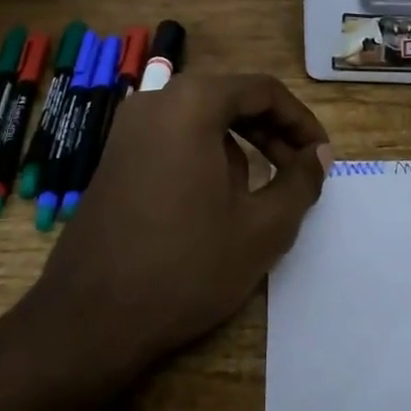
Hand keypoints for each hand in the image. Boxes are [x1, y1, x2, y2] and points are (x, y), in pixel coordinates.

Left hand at [33, 74, 332, 364]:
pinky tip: (215, 203)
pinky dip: (205, 154)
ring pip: (202, 118)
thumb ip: (301, 183)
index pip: (264, 90)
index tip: (321, 156)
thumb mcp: (262, 228)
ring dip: (240, 144)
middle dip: (272, 131)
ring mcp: (129, 128)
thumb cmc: (185, 265)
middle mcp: (157, 100)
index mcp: (192, 102)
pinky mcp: (115, 156)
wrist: (88, 320)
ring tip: (259, 194)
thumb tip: (319, 155)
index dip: (301, 121)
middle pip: (231, 98)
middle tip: (300, 171)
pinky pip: (174, 137)